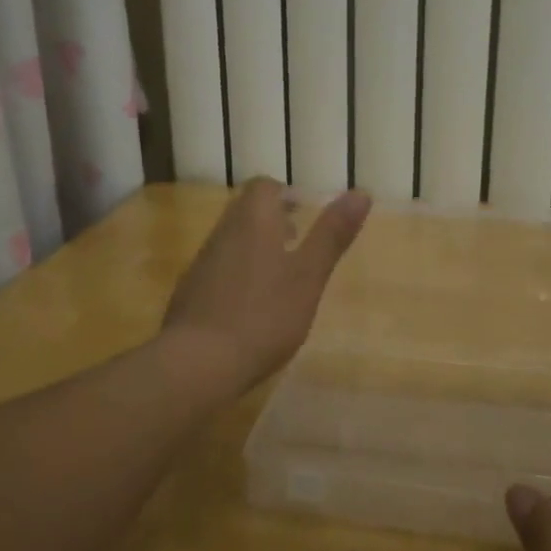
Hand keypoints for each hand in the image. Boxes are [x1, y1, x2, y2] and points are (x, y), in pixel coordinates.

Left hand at [162, 178, 370, 391]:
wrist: (198, 362)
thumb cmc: (263, 316)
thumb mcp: (309, 276)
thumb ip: (332, 235)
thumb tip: (361, 192)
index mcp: (253, 222)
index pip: (264, 187)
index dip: (285, 194)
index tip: (305, 214)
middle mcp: (223, 234)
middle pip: (245, 212)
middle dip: (272, 220)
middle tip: (297, 243)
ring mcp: (201, 264)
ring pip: (231, 241)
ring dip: (255, 248)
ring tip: (280, 278)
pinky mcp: (189, 294)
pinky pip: (218, 270)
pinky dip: (238, 276)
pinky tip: (252, 307)